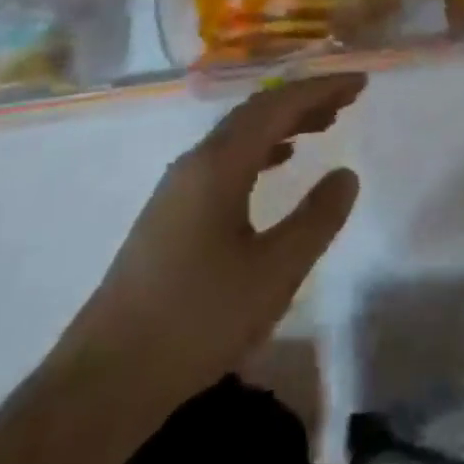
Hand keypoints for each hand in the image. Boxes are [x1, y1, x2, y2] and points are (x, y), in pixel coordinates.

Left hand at [62, 73, 364, 407]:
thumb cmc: (197, 320)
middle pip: (257, 111)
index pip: (278, 105)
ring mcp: (178, 187)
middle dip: (304, 99)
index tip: (359, 81)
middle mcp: (195, 162)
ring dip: (283, 122)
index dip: (322, 88)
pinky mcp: (171, 213)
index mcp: (219, 164)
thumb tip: (346, 174)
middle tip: (348, 98)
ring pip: (240, 134)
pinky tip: (278, 163)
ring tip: (323, 124)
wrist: (104, 382)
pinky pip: (226, 158)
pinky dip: (261, 148)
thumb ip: (316, 219)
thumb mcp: (273, 273)